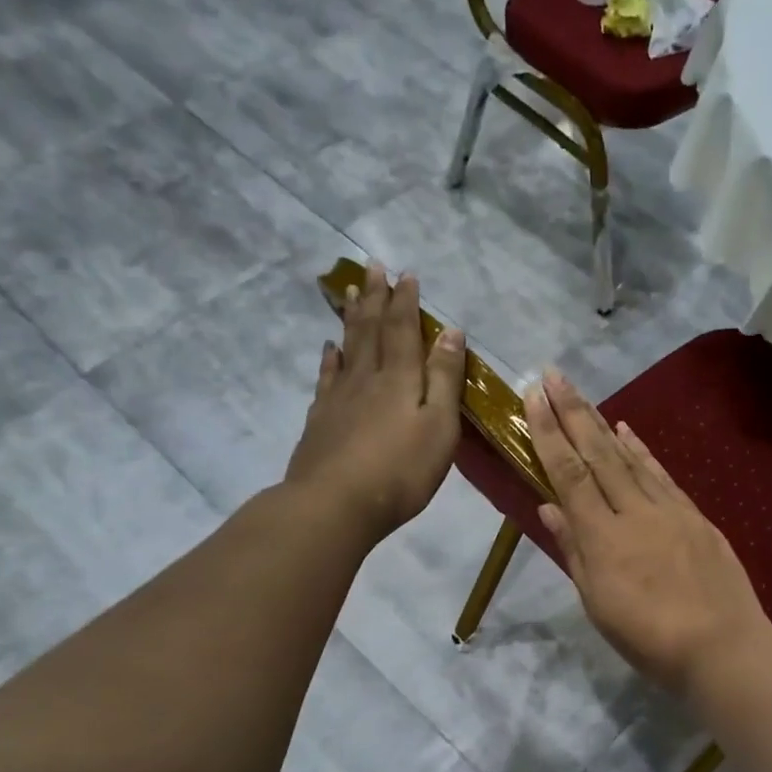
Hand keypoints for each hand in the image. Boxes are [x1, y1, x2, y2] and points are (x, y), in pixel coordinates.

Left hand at [285, 261, 464, 541]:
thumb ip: (445, 380)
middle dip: (376, 297)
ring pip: (347, 347)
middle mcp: (367, 378)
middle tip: (372, 266)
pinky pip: (327, 377)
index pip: (404, 330)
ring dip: (352, 319)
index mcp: (400, 379)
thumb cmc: (401, 470)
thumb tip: (450, 333)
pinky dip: (330, 358)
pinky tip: (329, 349)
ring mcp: (339, 398)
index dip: (405, 301)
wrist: (335, 504)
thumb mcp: (439, 427)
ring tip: (352, 293)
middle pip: (371, 330)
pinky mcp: (321, 419)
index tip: (405, 274)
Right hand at [525, 370, 771, 696]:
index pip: (569, 474)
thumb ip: (574, 551)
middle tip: (553, 374)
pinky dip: (642, 450)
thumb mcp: (598, 604)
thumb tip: (549, 507)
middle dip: (572, 412)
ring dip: (602, 422)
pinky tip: (628, 431)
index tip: (533, 397)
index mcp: (602, 538)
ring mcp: (668, 510)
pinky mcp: (694, 515)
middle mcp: (633, 512)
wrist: (722, 647)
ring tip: (582, 395)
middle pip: (597, 454)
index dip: (549, 434)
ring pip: (629, 457)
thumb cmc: (649, 638)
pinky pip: (661, 474)